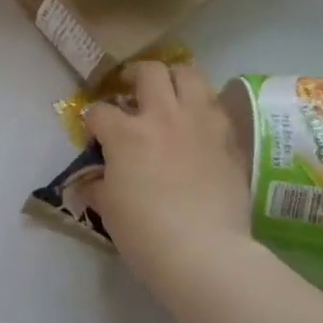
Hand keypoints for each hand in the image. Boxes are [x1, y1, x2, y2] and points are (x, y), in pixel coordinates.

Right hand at [84, 62, 253, 297]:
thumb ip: (98, 184)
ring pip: (190, 74)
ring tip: (170, 93)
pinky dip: (202, 106)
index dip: (92, 120)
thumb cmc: (144, 231)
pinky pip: (216, 106)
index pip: (99, 111)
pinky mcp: (229, 138)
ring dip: (175, 78)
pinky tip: (197, 123)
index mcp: (126, 133)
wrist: (203, 251)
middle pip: (149, 72)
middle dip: (135, 76)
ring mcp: (201, 123)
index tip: (94, 133)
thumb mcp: (108, 207)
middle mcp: (163, 116)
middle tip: (131, 90)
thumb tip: (92, 181)